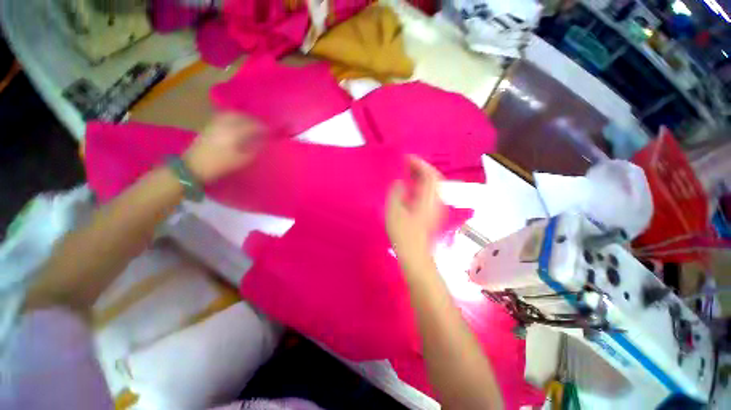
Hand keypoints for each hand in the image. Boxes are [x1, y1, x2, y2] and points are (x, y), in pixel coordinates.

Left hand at [183, 113, 263, 182]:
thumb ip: (255, 149)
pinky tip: (237, 124)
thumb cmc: (221, 165)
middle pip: (243, 116)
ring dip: (244, 117)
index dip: (264, 128)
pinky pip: (224, 116)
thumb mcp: (242, 160)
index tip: (271, 132)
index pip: (253, 125)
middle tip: (262, 127)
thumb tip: (264, 141)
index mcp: (235, 132)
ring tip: (251, 124)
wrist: (193, 167)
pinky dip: (234, 117)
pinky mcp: (209, 126)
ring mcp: (216, 123)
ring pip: (233, 114)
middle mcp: (225, 124)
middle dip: (254, 120)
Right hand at [386, 156, 443, 265]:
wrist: (414, 254)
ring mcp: (436, 207)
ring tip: (408, 172)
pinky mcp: (432, 213)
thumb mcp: (394, 211)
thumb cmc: (403, 234)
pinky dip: (421, 185)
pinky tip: (411, 188)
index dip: (419, 164)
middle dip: (421, 168)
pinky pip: (429, 193)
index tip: (406, 157)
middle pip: (434, 178)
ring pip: (432, 185)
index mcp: (428, 199)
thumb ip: (397, 193)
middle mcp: (436, 201)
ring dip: (421, 176)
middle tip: (406, 164)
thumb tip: (400, 183)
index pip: (429, 175)